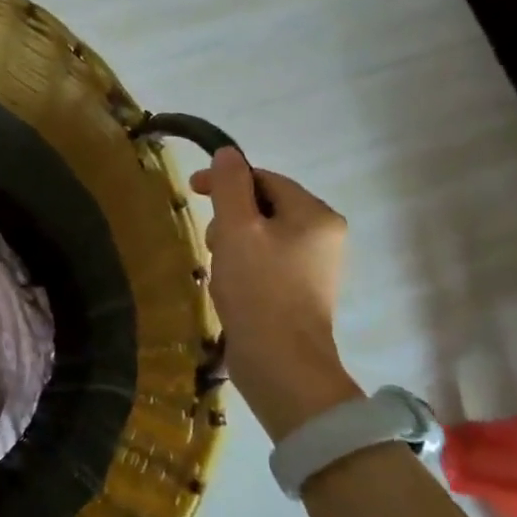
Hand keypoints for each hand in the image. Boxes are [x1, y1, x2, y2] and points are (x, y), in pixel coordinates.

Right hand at [191, 148, 361, 440]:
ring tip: (219, 272)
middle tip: (212, 244)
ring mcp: (315, 267)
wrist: (281, 362)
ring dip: (232, 245)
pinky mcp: (301, 292)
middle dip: (229, 220)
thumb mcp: (236, 229)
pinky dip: (243, 267)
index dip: (226, 180)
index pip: (265, 179)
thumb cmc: (258, 288)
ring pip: (261, 236)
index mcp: (315, 215)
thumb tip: (227, 153)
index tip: (191, 190)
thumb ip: (229, 186)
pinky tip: (229, 288)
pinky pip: (266, 262)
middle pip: (263, 207)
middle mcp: (324, 236)